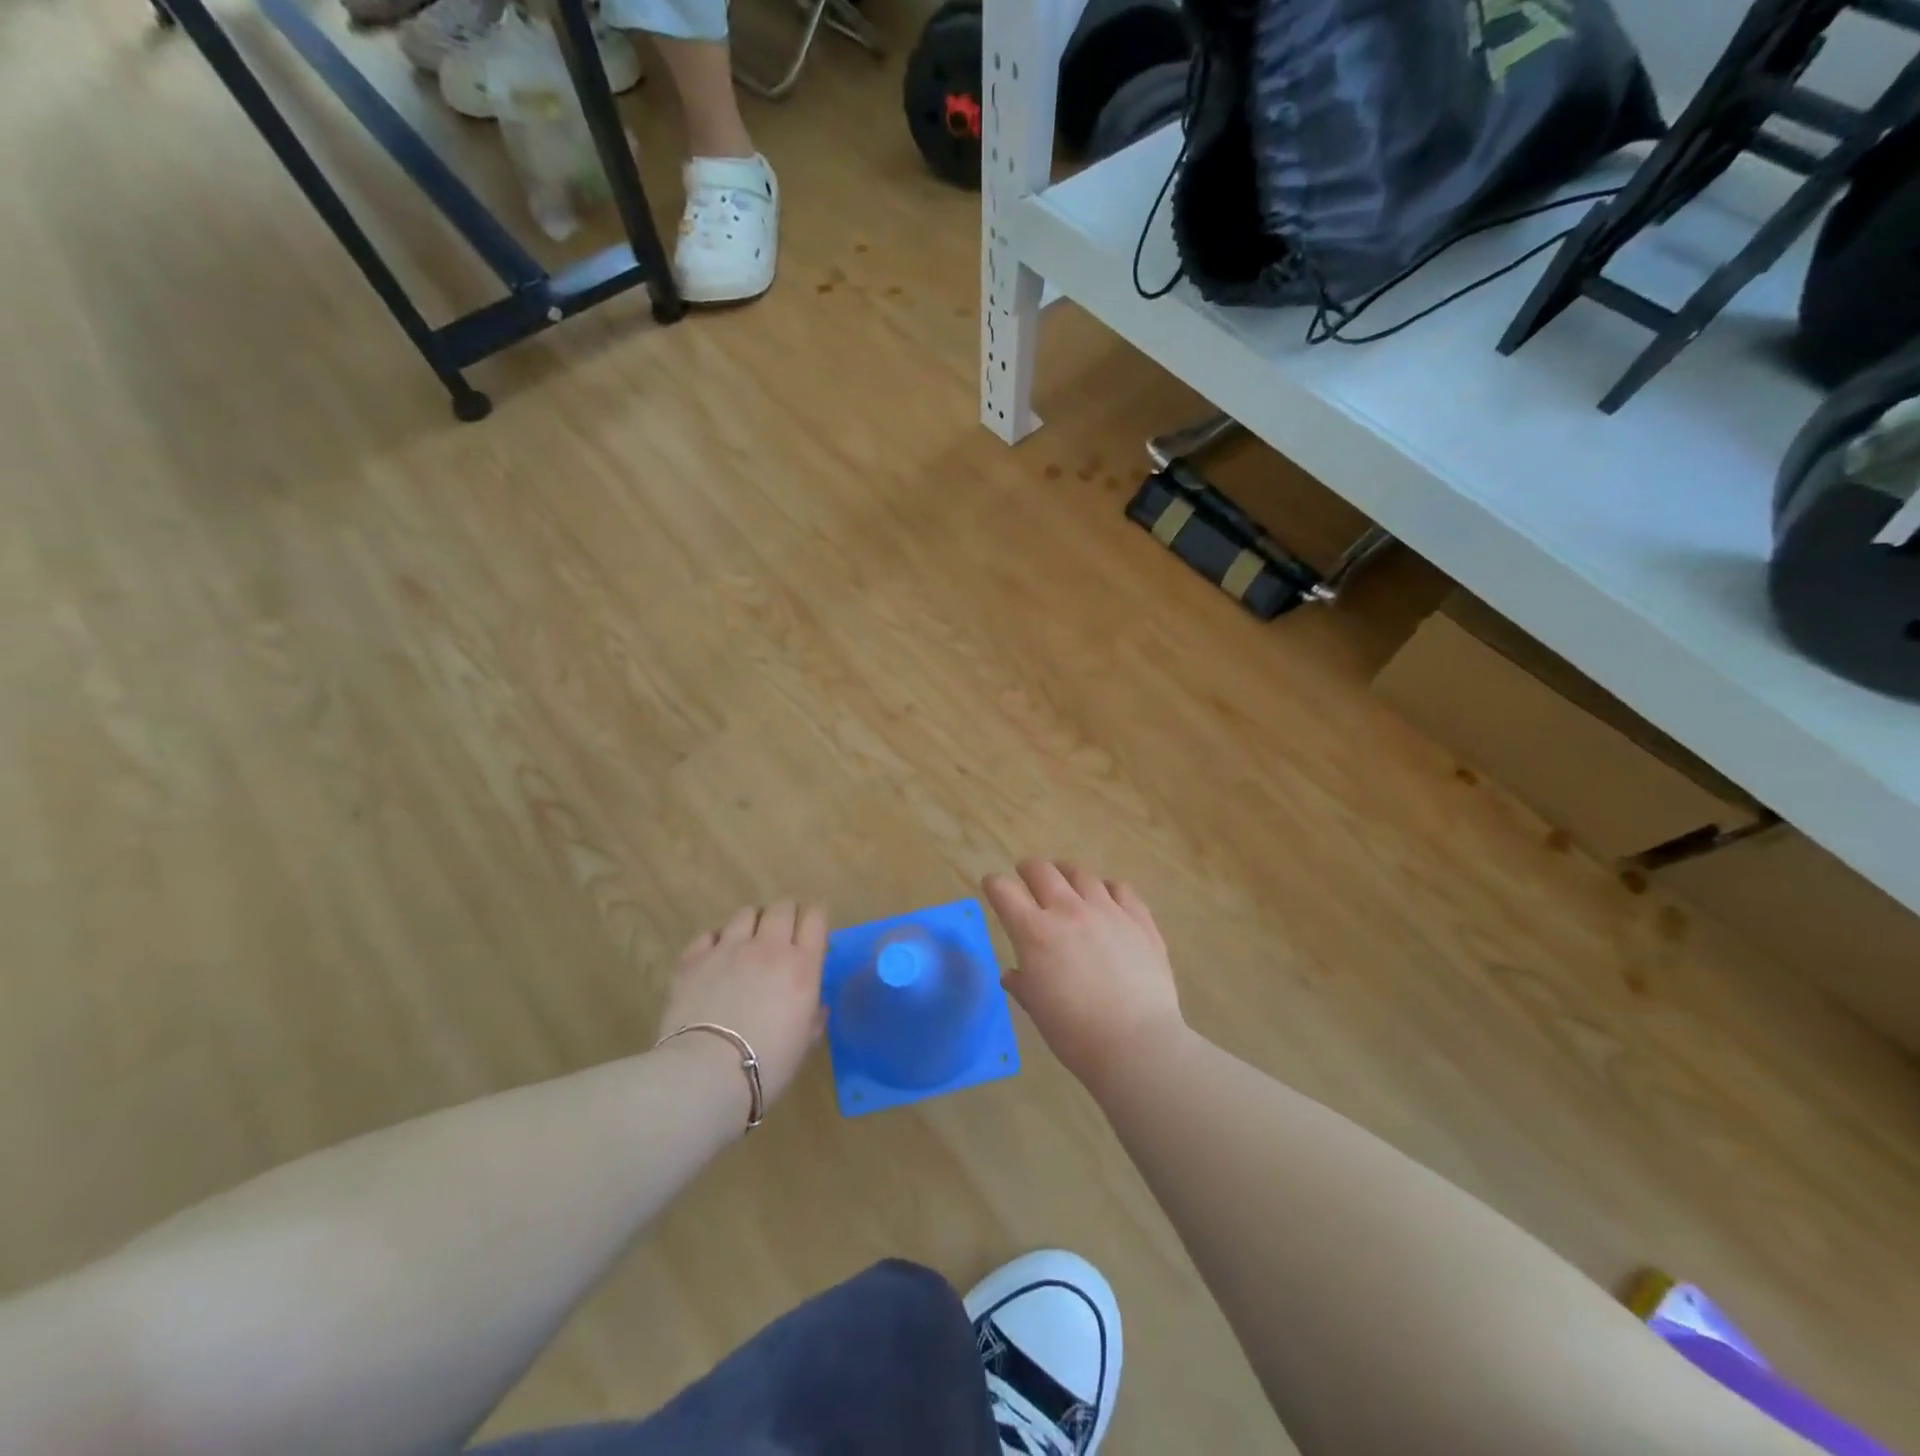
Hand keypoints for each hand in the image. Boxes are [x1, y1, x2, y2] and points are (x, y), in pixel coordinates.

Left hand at [658, 901, 828, 1109]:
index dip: (815, 920)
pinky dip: (717, 941)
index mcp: (802, 966)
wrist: (706, 1074)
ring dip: (752, 924)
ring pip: (747, 913)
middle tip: (781, 936)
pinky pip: (710, 934)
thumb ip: (813, 1016)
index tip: (811, 933)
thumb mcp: (804, 1042)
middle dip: (786, 916)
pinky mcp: (695, 958)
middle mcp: (769, 947)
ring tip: (747, 943)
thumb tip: (815, 1005)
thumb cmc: (767, 1064)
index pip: (816, 918)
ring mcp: (729, 948)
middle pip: (783, 907)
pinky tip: (715, 959)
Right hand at [983, 860, 1184, 1085]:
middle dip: (1028, 870)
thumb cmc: (1076, 1034)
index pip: (1004, 891)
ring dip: (1067, 874)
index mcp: (1035, 933)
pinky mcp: (1139, 920)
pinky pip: (1120, 889)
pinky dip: (1107, 888)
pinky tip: (1106, 896)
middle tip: (1026, 875)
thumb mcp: (1038, 1010)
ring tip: (1065, 879)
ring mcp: (1108, 911)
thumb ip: (1023, 984)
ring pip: (1081, 875)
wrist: (1137, 1044)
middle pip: (1042, 872)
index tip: (993, 886)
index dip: (994, 885)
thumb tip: (1012, 974)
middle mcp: (1069, 911)